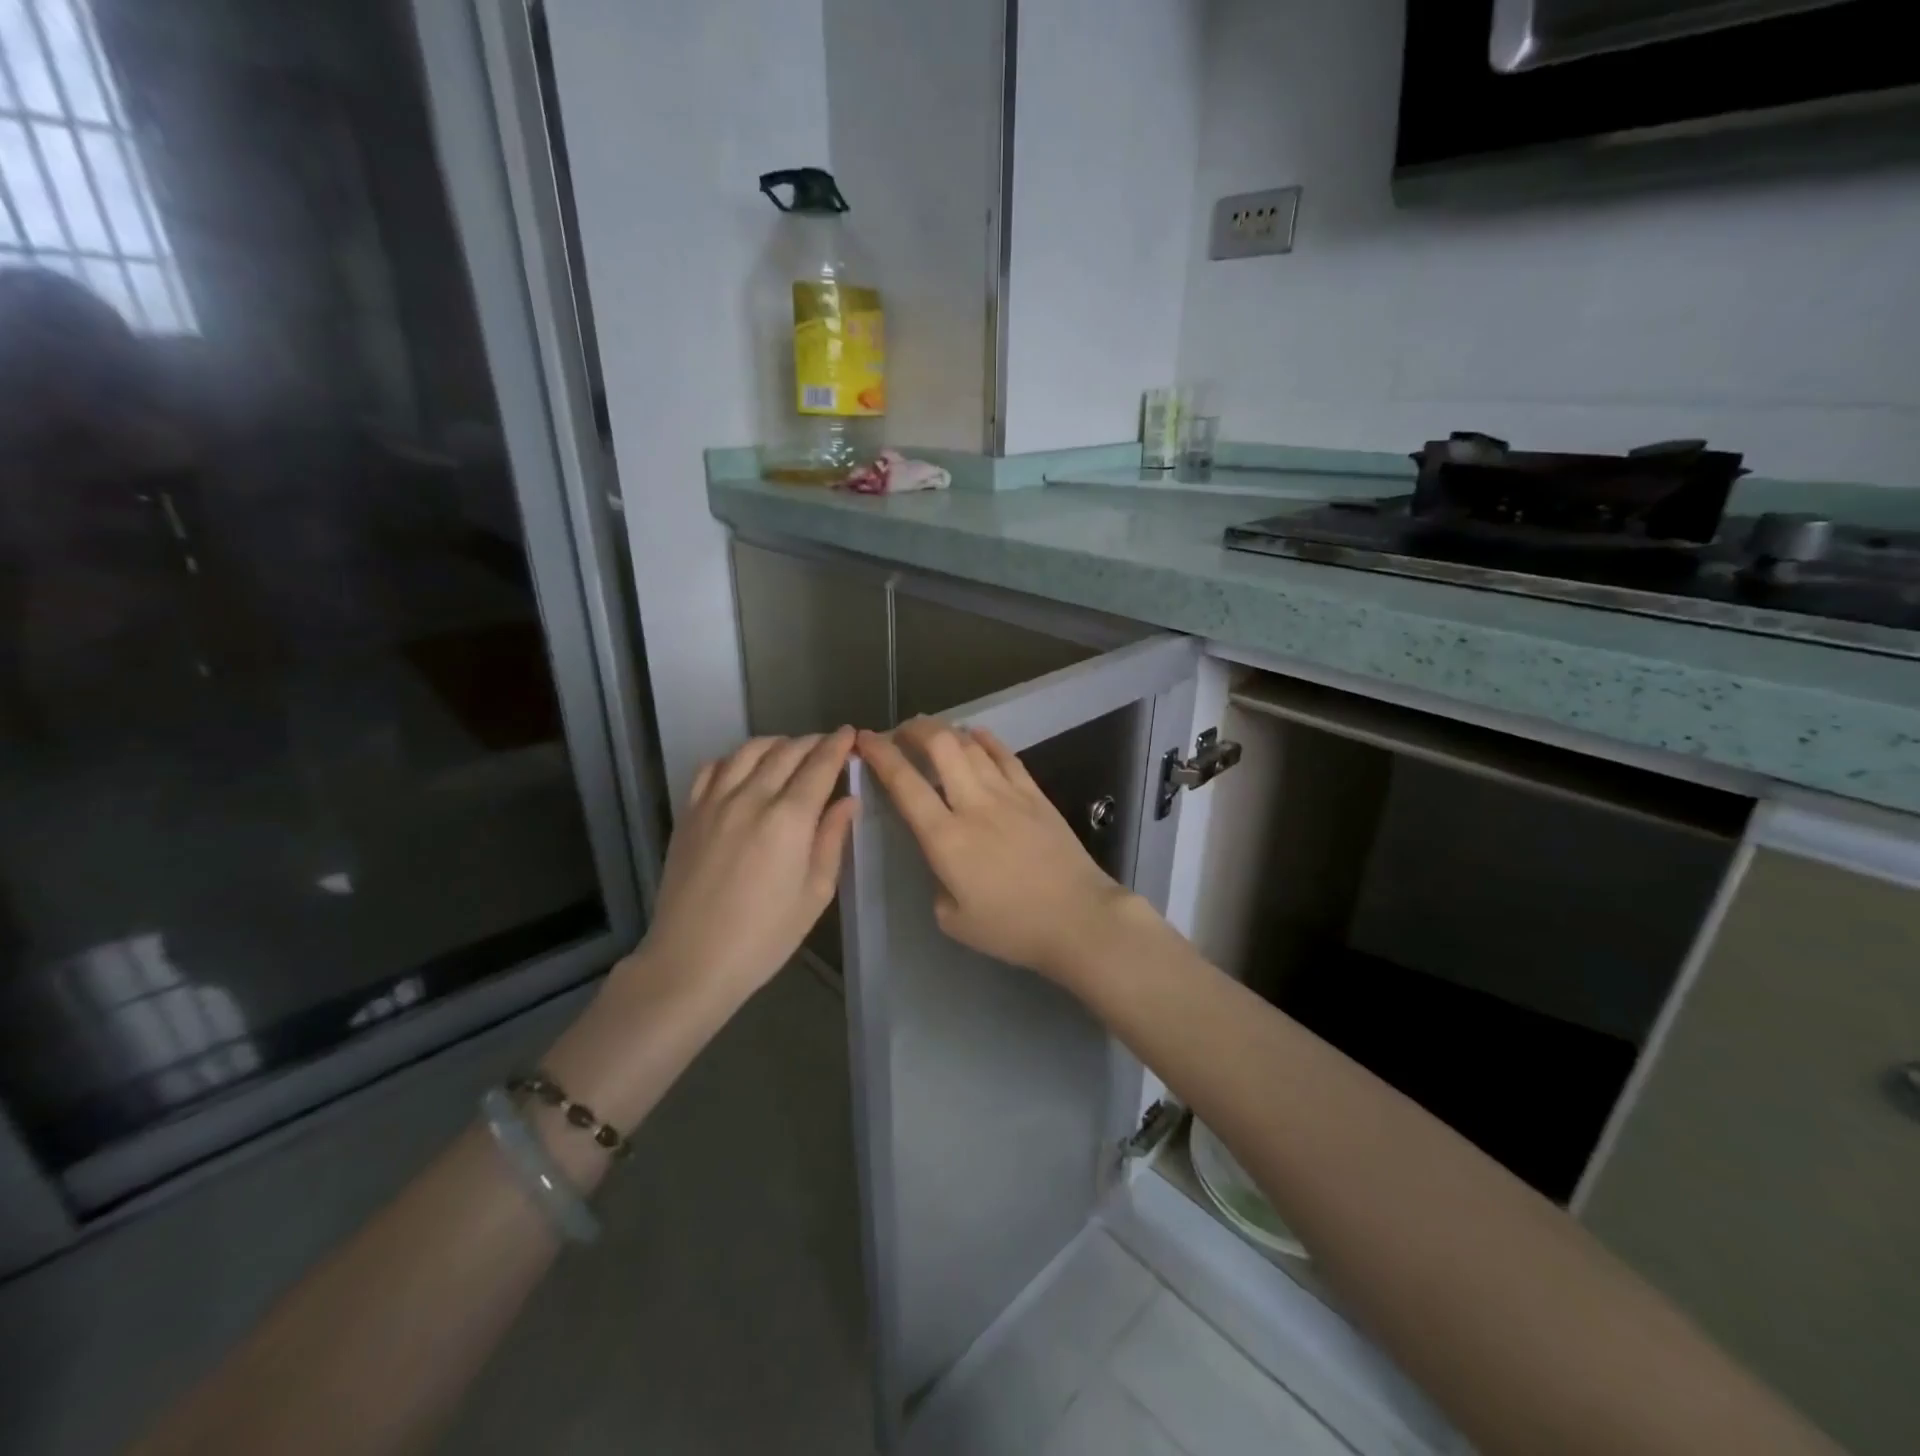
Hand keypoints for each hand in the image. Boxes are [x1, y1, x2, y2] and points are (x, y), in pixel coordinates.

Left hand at [636, 728, 858, 999]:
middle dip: (812, 742)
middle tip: (828, 746)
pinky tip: (744, 770)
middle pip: (786, 751)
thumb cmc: (765, 936)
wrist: (692, 961)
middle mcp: (751, 798)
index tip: (851, 735)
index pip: (819, 765)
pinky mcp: (689, 813)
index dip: (838, 746)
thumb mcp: (815, 893)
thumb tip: (848, 800)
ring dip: (776, 744)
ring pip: (748, 751)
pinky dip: (735, 759)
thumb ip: (832, 839)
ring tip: (790, 752)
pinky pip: (712, 768)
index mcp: (789, 819)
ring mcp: (714, 802)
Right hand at [856, 718, 1136, 982]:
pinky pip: (1006, 755)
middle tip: (900, 734)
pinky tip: (975, 735)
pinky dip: (985, 740)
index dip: (880, 755)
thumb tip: (942, 861)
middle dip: (913, 730)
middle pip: (940, 746)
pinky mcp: (1036, 795)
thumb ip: (937, 882)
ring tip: (931, 732)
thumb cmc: (1013, 928)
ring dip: (945, 731)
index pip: (905, 784)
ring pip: (971, 745)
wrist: (1079, 918)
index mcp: (946, 838)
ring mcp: (1008, 794)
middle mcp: (974, 805)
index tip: (865, 740)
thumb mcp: (953, 920)